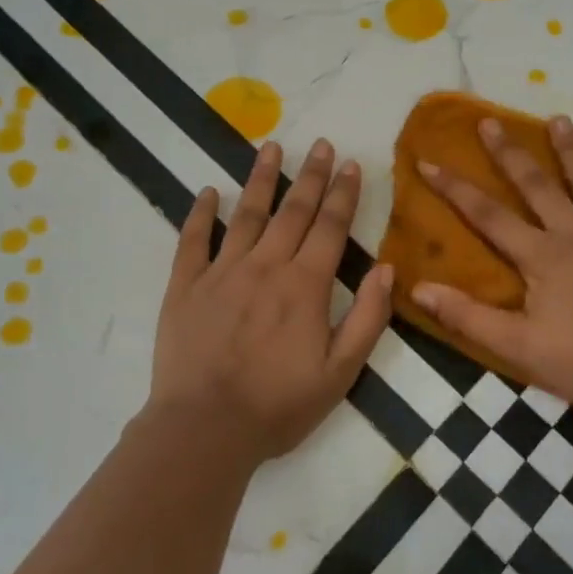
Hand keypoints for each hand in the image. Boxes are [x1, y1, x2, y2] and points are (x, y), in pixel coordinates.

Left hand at [148, 138, 392, 463]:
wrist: (205, 429)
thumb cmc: (279, 405)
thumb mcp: (341, 372)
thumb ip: (368, 318)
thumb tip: (387, 268)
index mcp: (305, 285)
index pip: (331, 227)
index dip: (343, 194)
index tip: (351, 164)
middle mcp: (265, 266)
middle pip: (293, 211)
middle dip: (311, 175)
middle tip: (321, 144)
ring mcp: (222, 272)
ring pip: (246, 214)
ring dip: (260, 179)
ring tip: (271, 148)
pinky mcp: (185, 287)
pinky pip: (193, 241)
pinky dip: (200, 214)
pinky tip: (207, 192)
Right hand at [413, 116, 572, 419]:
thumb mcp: (519, 348)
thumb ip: (468, 316)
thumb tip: (418, 287)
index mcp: (541, 255)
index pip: (487, 214)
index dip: (454, 188)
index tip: (428, 160)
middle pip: (537, 184)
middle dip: (509, 152)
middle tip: (491, 121)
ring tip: (559, 119)